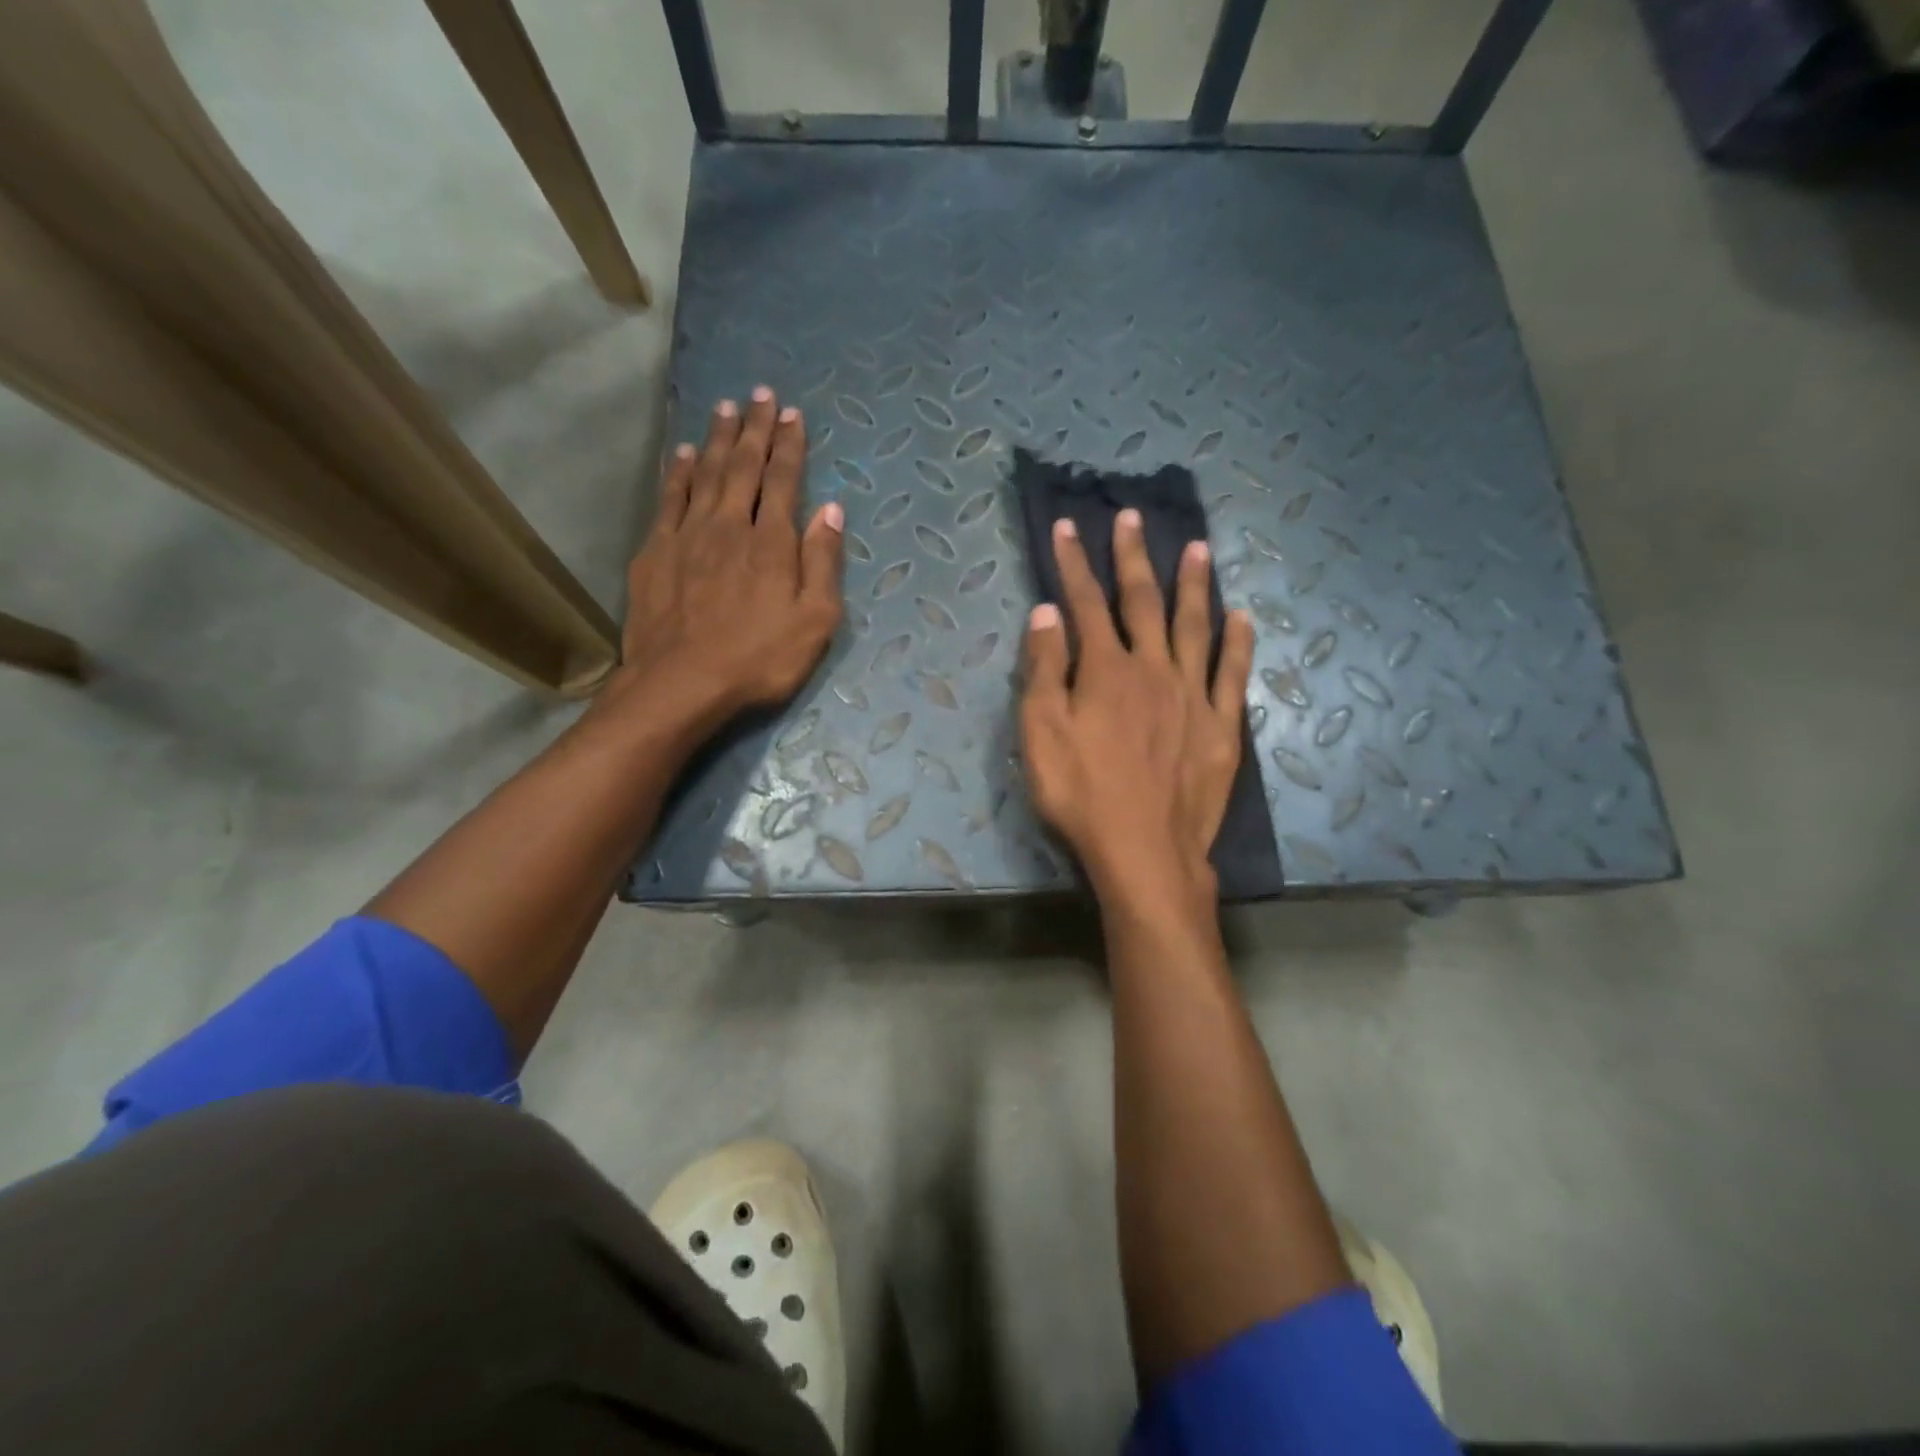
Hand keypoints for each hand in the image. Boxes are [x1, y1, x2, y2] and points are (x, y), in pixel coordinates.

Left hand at [609, 388, 843, 732]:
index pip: (783, 481)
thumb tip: (831, 509)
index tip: (793, 415)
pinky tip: (680, 454)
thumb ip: (824, 562)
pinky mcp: (655, 551)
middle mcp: (729, 525)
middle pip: (743, 466)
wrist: (681, 683)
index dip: (790, 446)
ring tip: (724, 408)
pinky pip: (668, 499)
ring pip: (703, 473)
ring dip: (716, 438)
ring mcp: (687, 535)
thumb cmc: (759, 658)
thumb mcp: (815, 621)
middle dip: (754, 429)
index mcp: (772, 542)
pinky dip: (676, 472)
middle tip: (761, 394)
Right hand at [1019, 510, 1253, 914]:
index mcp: (1106, 670)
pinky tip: (1243, 618)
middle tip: (1135, 518)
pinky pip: (1233, 674)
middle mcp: (1153, 669)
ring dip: (1195, 585)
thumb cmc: (1081, 795)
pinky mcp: (1221, 727)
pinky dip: (1239, 643)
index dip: (1074, 563)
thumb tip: (1047, 613)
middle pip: (1143, 602)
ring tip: (1199, 548)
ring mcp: (1193, 696)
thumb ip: (1043, 670)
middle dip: (1135, 558)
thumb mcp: (1041, 735)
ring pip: (1195, 627)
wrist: (1145, 852)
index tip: (1068, 527)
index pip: (1086, 603)